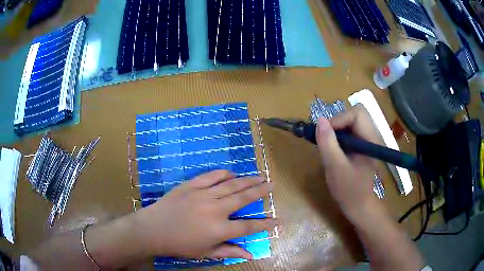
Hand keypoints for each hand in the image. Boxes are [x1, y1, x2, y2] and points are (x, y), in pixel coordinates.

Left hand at [134, 170, 275, 259]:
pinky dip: (223, 174)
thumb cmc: (180, 244)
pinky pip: (211, 176)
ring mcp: (203, 195)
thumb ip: (229, 252)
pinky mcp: (191, 186)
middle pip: (243, 198)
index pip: (249, 227)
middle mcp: (215, 210)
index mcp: (219, 230)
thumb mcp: (205, 253)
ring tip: (258, 176)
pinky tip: (232, 173)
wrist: (154, 229)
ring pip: (230, 185)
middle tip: (271, 184)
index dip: (266, 224)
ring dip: (246, 180)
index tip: (278, 220)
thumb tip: (250, 255)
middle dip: (260, 191)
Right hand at [316, 104, 382, 220]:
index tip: (326, 134)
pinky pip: (350, 130)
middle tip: (327, 139)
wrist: (359, 205)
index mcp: (370, 140)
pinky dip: (339, 135)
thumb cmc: (349, 190)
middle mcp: (372, 135)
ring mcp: (368, 140)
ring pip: (351, 121)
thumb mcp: (335, 167)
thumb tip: (320, 120)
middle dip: (338, 123)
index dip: (339, 119)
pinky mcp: (363, 145)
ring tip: (329, 145)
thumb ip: (328, 143)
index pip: (357, 113)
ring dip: (337, 129)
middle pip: (355, 114)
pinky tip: (334, 149)